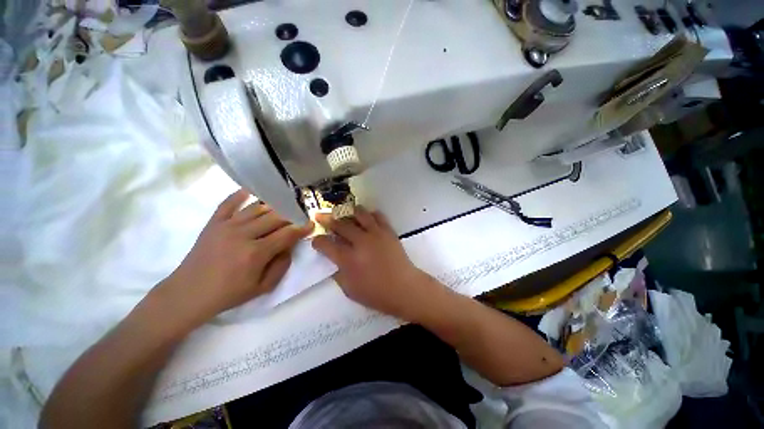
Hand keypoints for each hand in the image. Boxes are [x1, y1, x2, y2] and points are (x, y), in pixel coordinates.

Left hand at [160, 189, 312, 324]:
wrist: (188, 293)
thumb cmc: (229, 293)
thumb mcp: (262, 288)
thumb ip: (281, 265)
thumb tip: (290, 246)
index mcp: (256, 253)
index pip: (287, 234)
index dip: (302, 228)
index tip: (311, 224)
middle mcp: (243, 234)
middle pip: (275, 217)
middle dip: (292, 215)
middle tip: (299, 215)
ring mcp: (227, 226)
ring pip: (257, 208)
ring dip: (273, 206)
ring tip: (283, 205)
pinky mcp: (214, 223)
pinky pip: (228, 203)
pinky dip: (240, 194)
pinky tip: (251, 190)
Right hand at [311, 207, 436, 320]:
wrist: (404, 287)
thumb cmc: (376, 293)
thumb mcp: (349, 289)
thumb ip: (338, 272)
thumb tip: (334, 259)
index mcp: (348, 259)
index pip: (326, 244)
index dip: (317, 241)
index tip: (316, 240)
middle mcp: (360, 242)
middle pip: (340, 224)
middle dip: (326, 219)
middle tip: (320, 216)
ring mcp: (376, 234)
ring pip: (359, 213)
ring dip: (347, 211)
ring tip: (342, 212)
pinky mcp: (388, 231)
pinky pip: (377, 215)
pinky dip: (369, 214)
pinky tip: (365, 217)